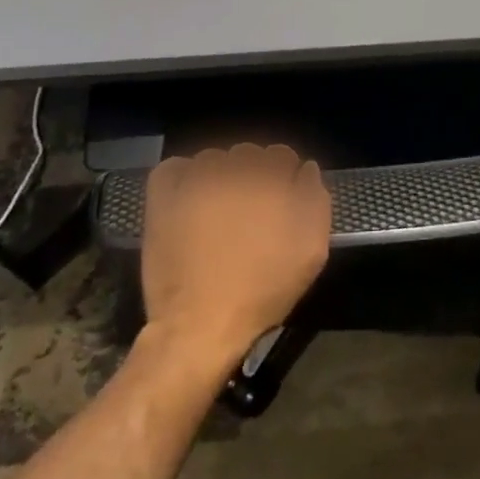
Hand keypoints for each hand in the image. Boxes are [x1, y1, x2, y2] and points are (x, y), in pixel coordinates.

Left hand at [140, 143, 331, 369]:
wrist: (200, 324)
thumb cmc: (263, 291)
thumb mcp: (311, 251)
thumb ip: (316, 201)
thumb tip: (306, 169)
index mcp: (270, 181)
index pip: (281, 155)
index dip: (284, 176)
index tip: (281, 200)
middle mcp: (233, 171)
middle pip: (248, 153)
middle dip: (253, 174)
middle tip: (251, 211)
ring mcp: (194, 181)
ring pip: (213, 159)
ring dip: (220, 175)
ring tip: (219, 208)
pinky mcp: (163, 197)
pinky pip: (174, 167)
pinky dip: (183, 176)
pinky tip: (189, 198)